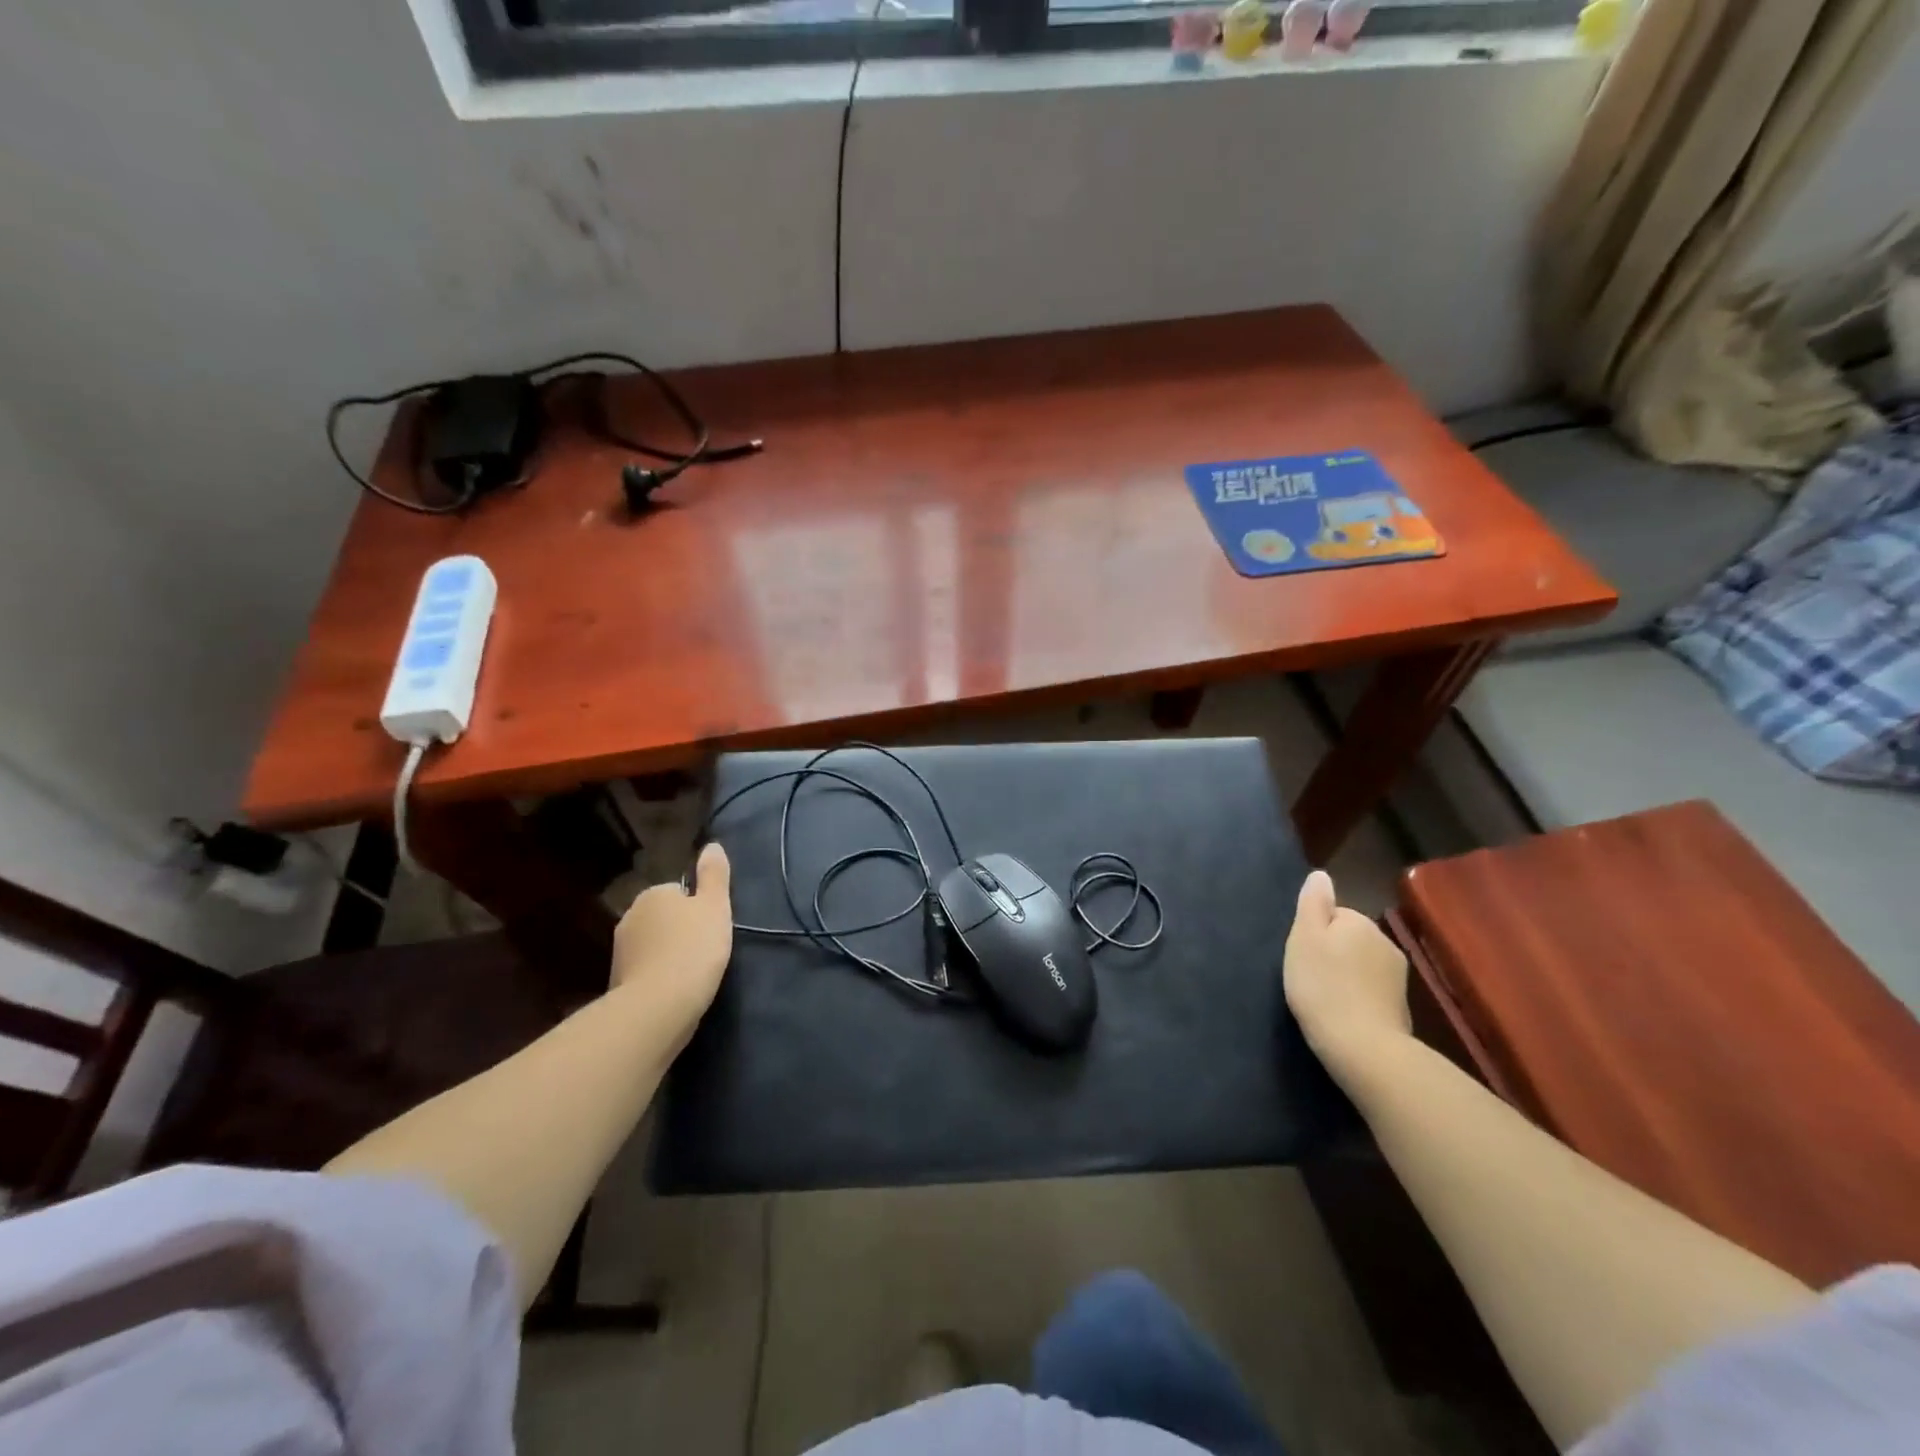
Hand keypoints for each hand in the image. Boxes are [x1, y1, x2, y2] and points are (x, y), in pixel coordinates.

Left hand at [611, 842, 733, 1045]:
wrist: (658, 1007)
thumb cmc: (693, 949)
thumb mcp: (716, 906)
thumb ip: (714, 875)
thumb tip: (711, 845)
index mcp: (653, 894)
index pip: (679, 892)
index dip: (698, 908)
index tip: (712, 926)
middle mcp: (630, 916)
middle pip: (664, 917)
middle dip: (680, 930)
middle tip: (706, 949)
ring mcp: (620, 951)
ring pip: (653, 945)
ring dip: (668, 954)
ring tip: (693, 973)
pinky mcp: (618, 982)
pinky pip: (646, 970)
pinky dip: (659, 977)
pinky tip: (676, 990)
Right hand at [1283, 870, 1411, 1087]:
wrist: (1362, 1047)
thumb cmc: (1322, 986)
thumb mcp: (1304, 938)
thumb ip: (1313, 903)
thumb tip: (1321, 874)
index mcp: (1359, 922)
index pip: (1332, 914)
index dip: (1313, 932)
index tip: (1302, 955)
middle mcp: (1384, 942)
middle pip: (1348, 937)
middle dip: (1332, 952)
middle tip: (1309, 977)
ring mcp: (1397, 976)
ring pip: (1361, 963)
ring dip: (1345, 974)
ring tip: (1325, 998)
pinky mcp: (1401, 1006)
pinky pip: (1371, 989)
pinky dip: (1358, 996)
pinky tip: (1344, 1013)